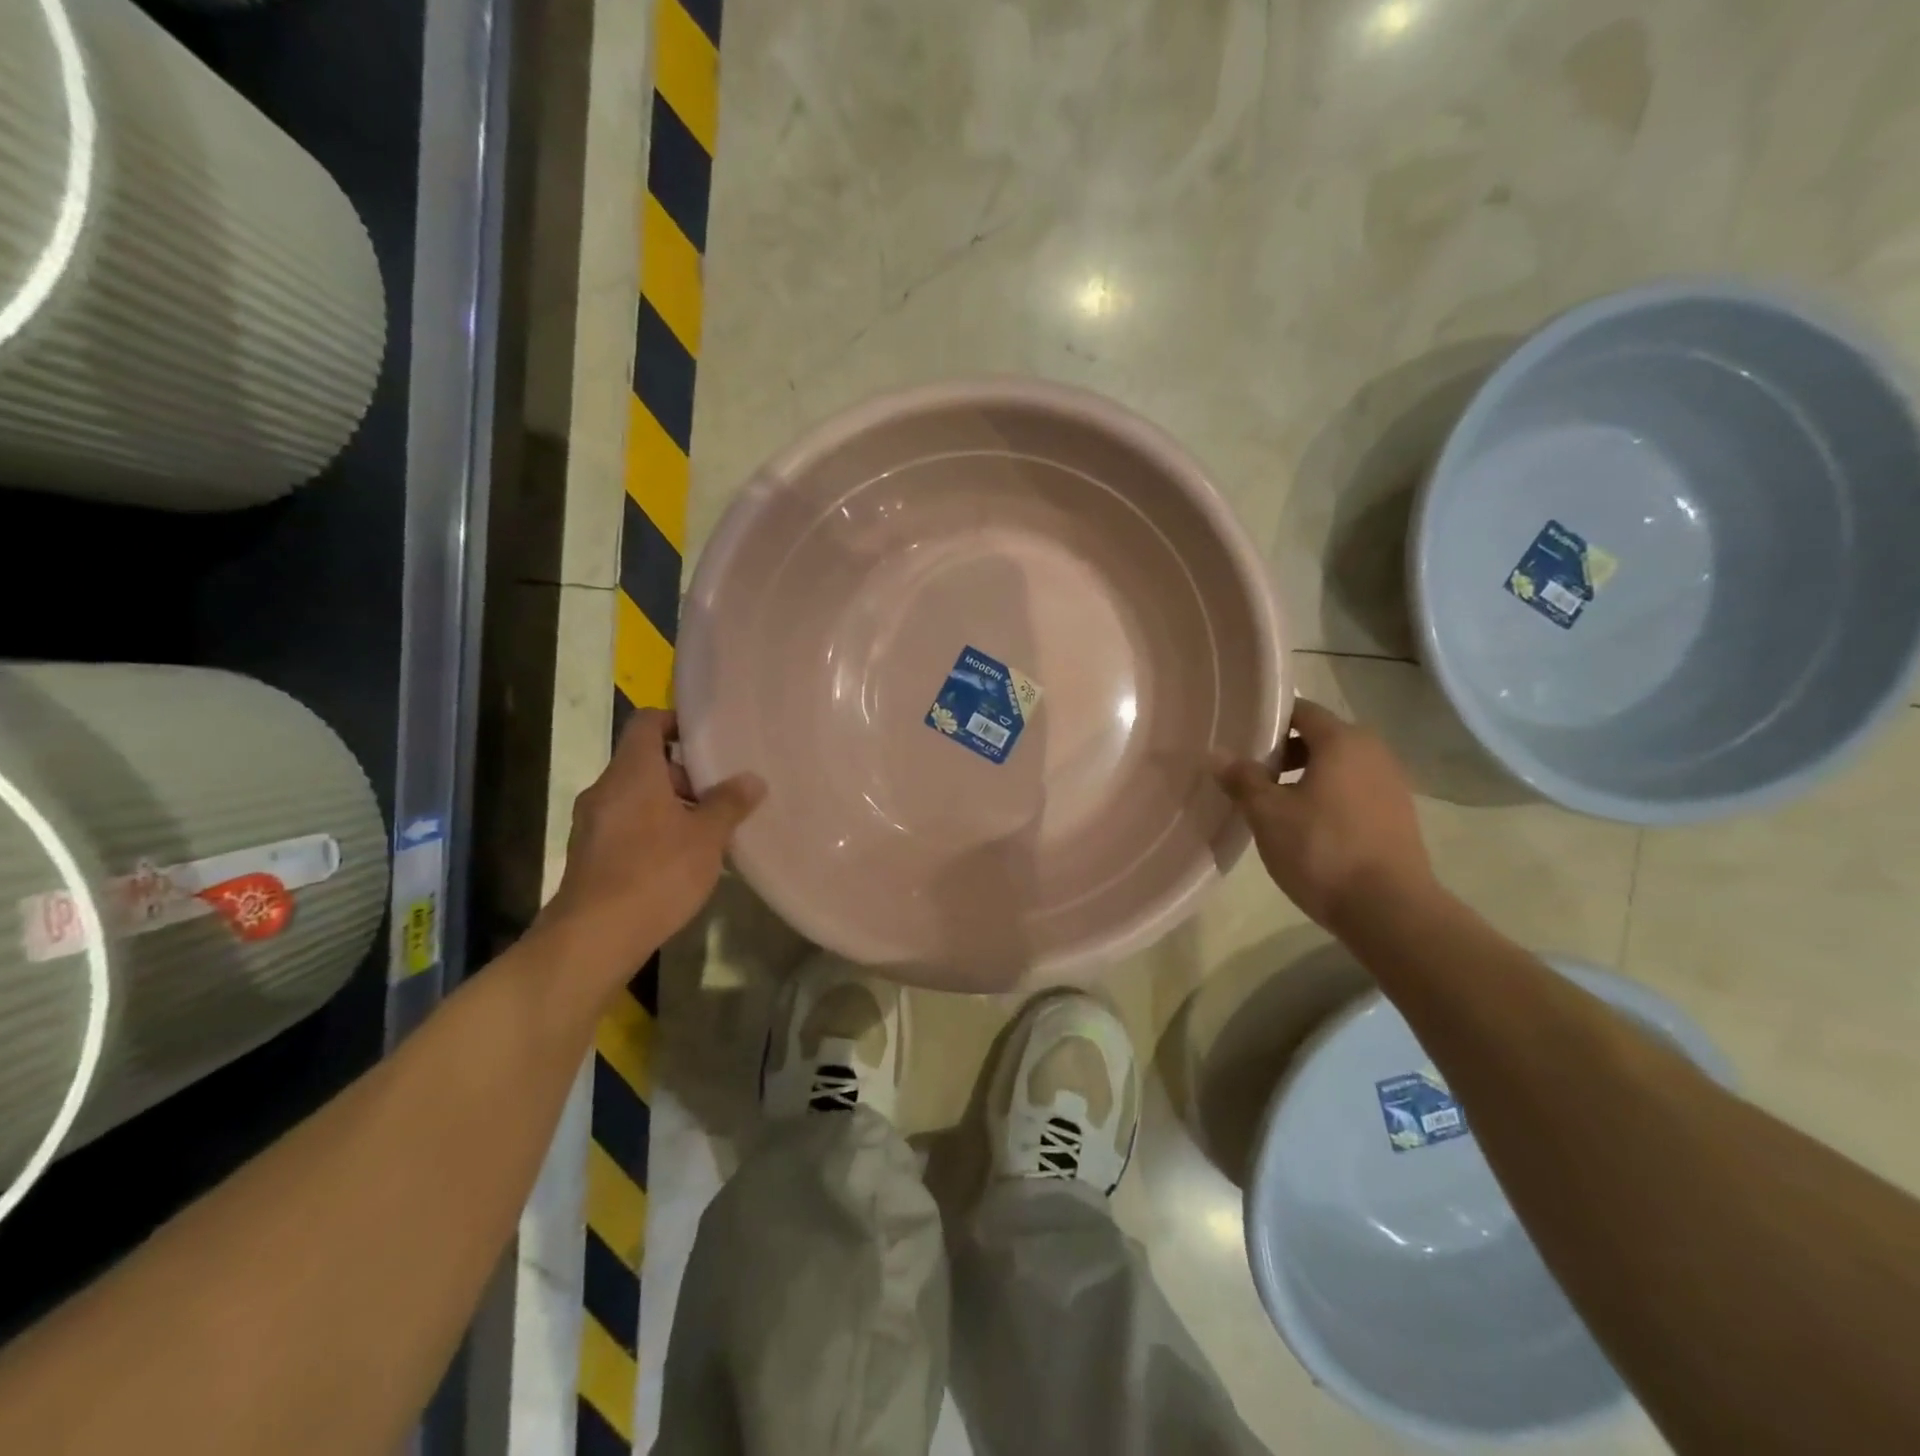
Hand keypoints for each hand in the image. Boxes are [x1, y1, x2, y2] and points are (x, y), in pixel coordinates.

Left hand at [536, 710, 764, 982]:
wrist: (595, 936)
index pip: (646, 722)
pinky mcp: (590, 854)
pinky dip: (653, 829)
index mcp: (632, 772)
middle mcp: (605, 789)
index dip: (675, 721)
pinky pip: (626, 825)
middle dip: (682, 773)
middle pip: (644, 762)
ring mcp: (592, 823)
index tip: (706, 737)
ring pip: (636, 797)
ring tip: (707, 829)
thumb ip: (729, 804)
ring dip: (669, 804)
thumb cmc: (656, 873)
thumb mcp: (706, 837)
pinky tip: (680, 858)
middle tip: (719, 791)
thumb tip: (751, 779)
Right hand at [1216, 698, 1433, 931]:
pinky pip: (1355, 791)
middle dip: (1285, 751)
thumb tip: (1217, 753)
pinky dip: (1330, 797)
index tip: (1241, 740)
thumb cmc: (1322, 850)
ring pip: (1340, 766)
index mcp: (1343, 740)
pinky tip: (1309, 827)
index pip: (1301, 710)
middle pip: (1322, 737)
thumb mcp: (1268, 814)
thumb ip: (1242, 779)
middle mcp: (1374, 752)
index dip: (1268, 721)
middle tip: (1252, 774)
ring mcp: (1392, 784)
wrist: (1389, 909)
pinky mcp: (1399, 815)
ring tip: (1276, 803)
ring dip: (1307, 776)